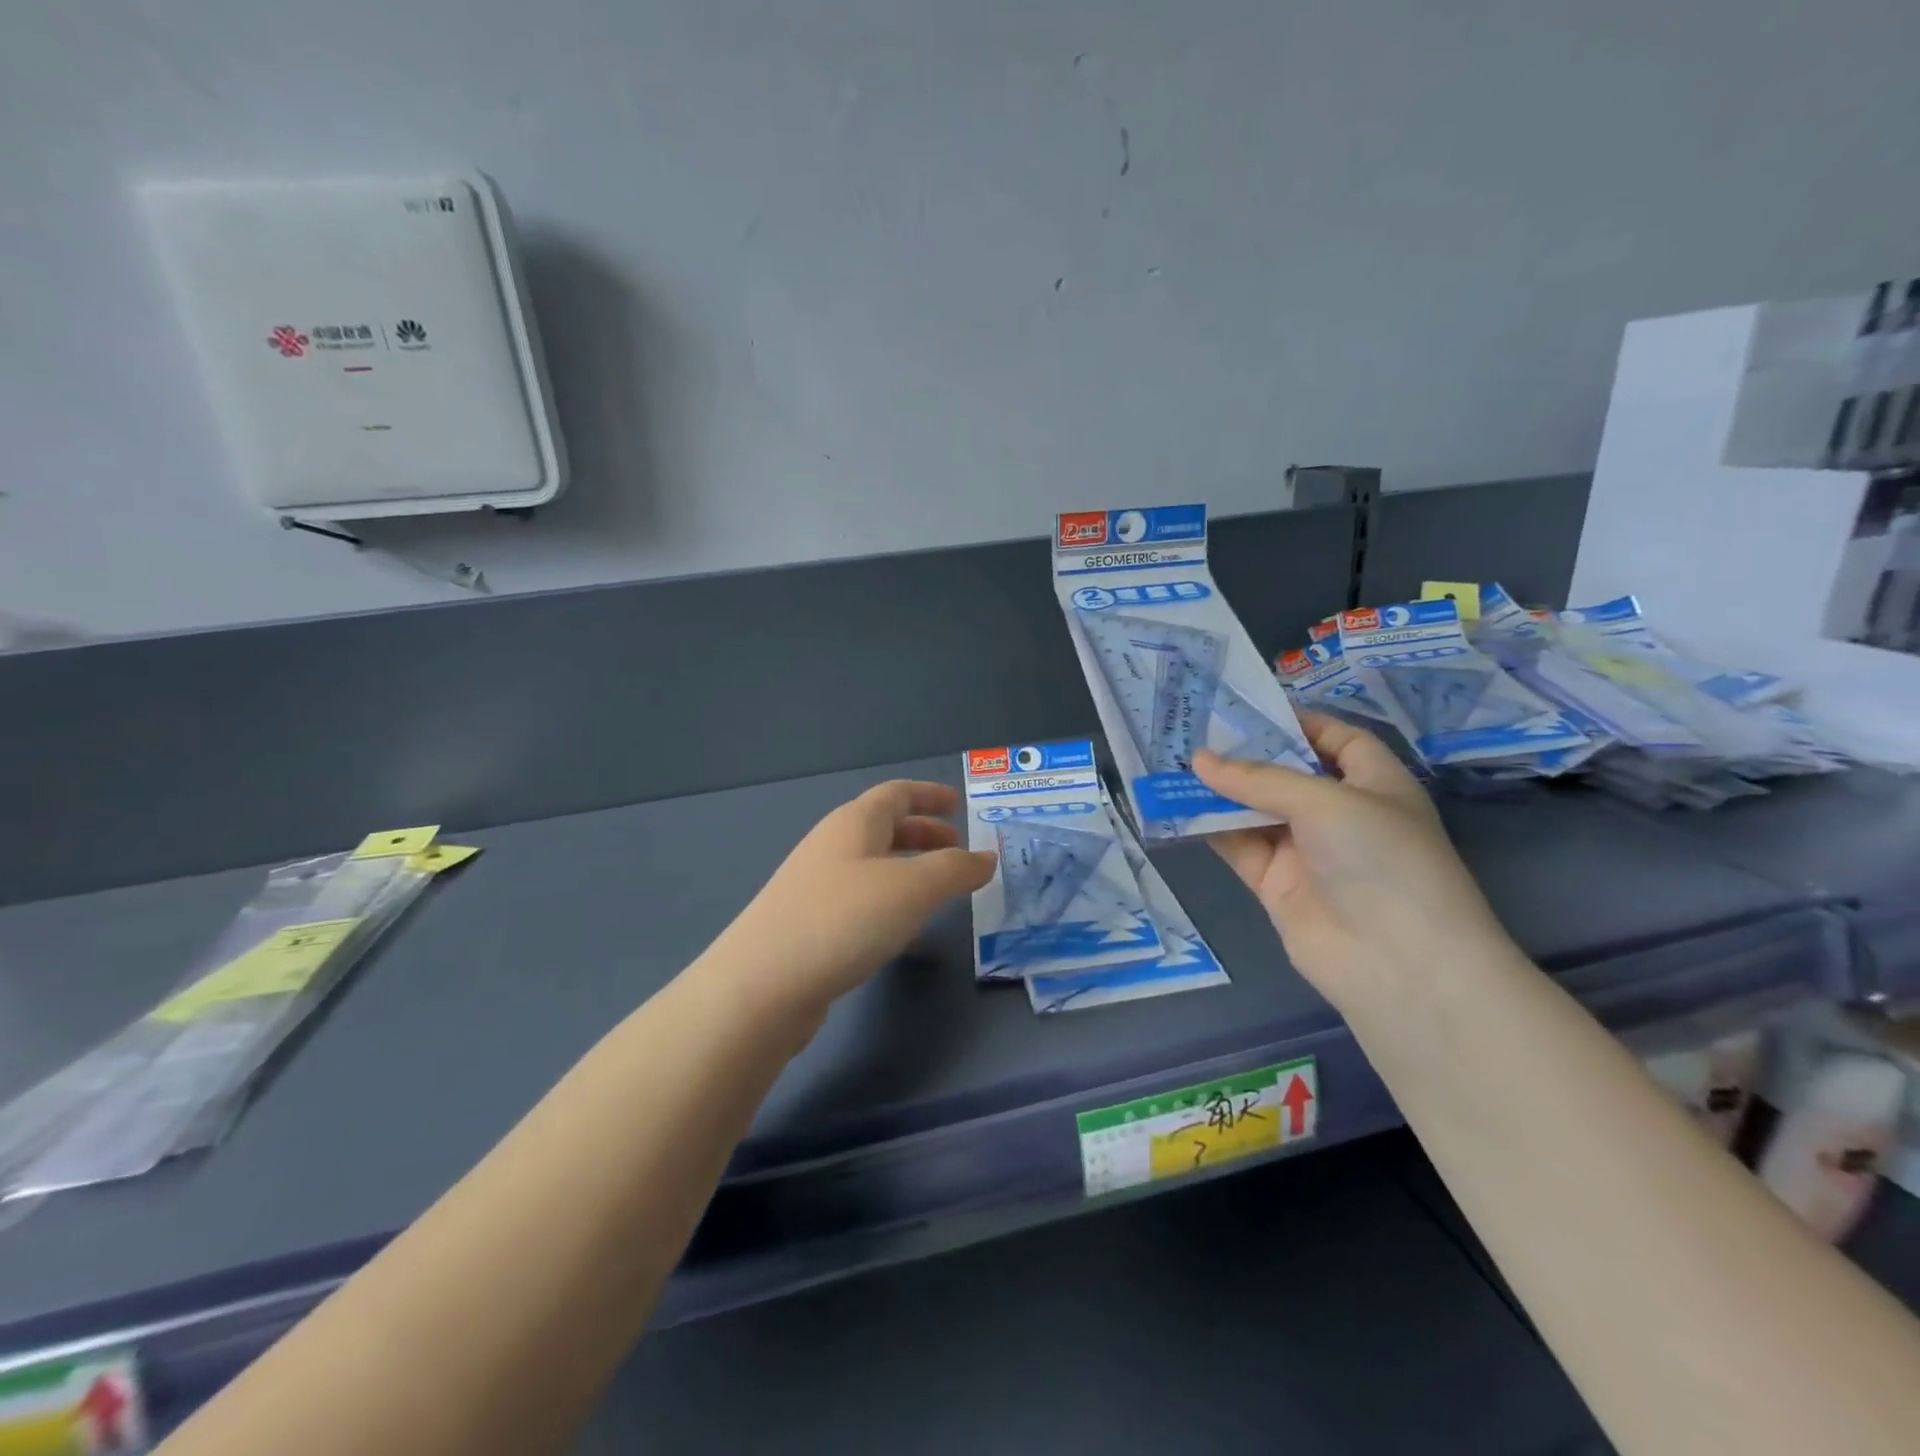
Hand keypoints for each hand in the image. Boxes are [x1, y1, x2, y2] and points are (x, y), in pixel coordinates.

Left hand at [708, 780, 995, 1019]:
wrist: (761, 986)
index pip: (896, 794)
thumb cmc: (843, 920)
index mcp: (854, 823)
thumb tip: (986, 858)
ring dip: (908, 870)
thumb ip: (955, 869)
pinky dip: (890, 904)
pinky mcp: (807, 925)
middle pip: (883, 827)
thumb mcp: (912, 889)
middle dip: (922, 833)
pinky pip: (860, 900)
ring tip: (938, 891)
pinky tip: (904, 934)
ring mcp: (815, 886)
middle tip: (956, 849)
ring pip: (871, 866)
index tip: (958, 804)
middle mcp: (832, 846)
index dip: (929, 794)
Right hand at [1193, 713, 1521, 1012]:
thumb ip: (1259, 779)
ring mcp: (1306, 850)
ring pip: (1254, 809)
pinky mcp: (1275, 883)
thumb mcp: (1325, 801)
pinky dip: (1210, 827)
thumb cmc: (1380, 858)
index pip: (1336, 739)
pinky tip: (1177, 804)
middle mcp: (1340, 813)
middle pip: (1286, 774)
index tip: (1245, 708)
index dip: (1296, 721)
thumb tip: (1198, 760)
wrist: (1396, 962)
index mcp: (1373, 783)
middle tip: (1193, 729)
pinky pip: (1238, 845)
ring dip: (1219, 790)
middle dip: (1244, 754)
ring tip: (1173, 760)